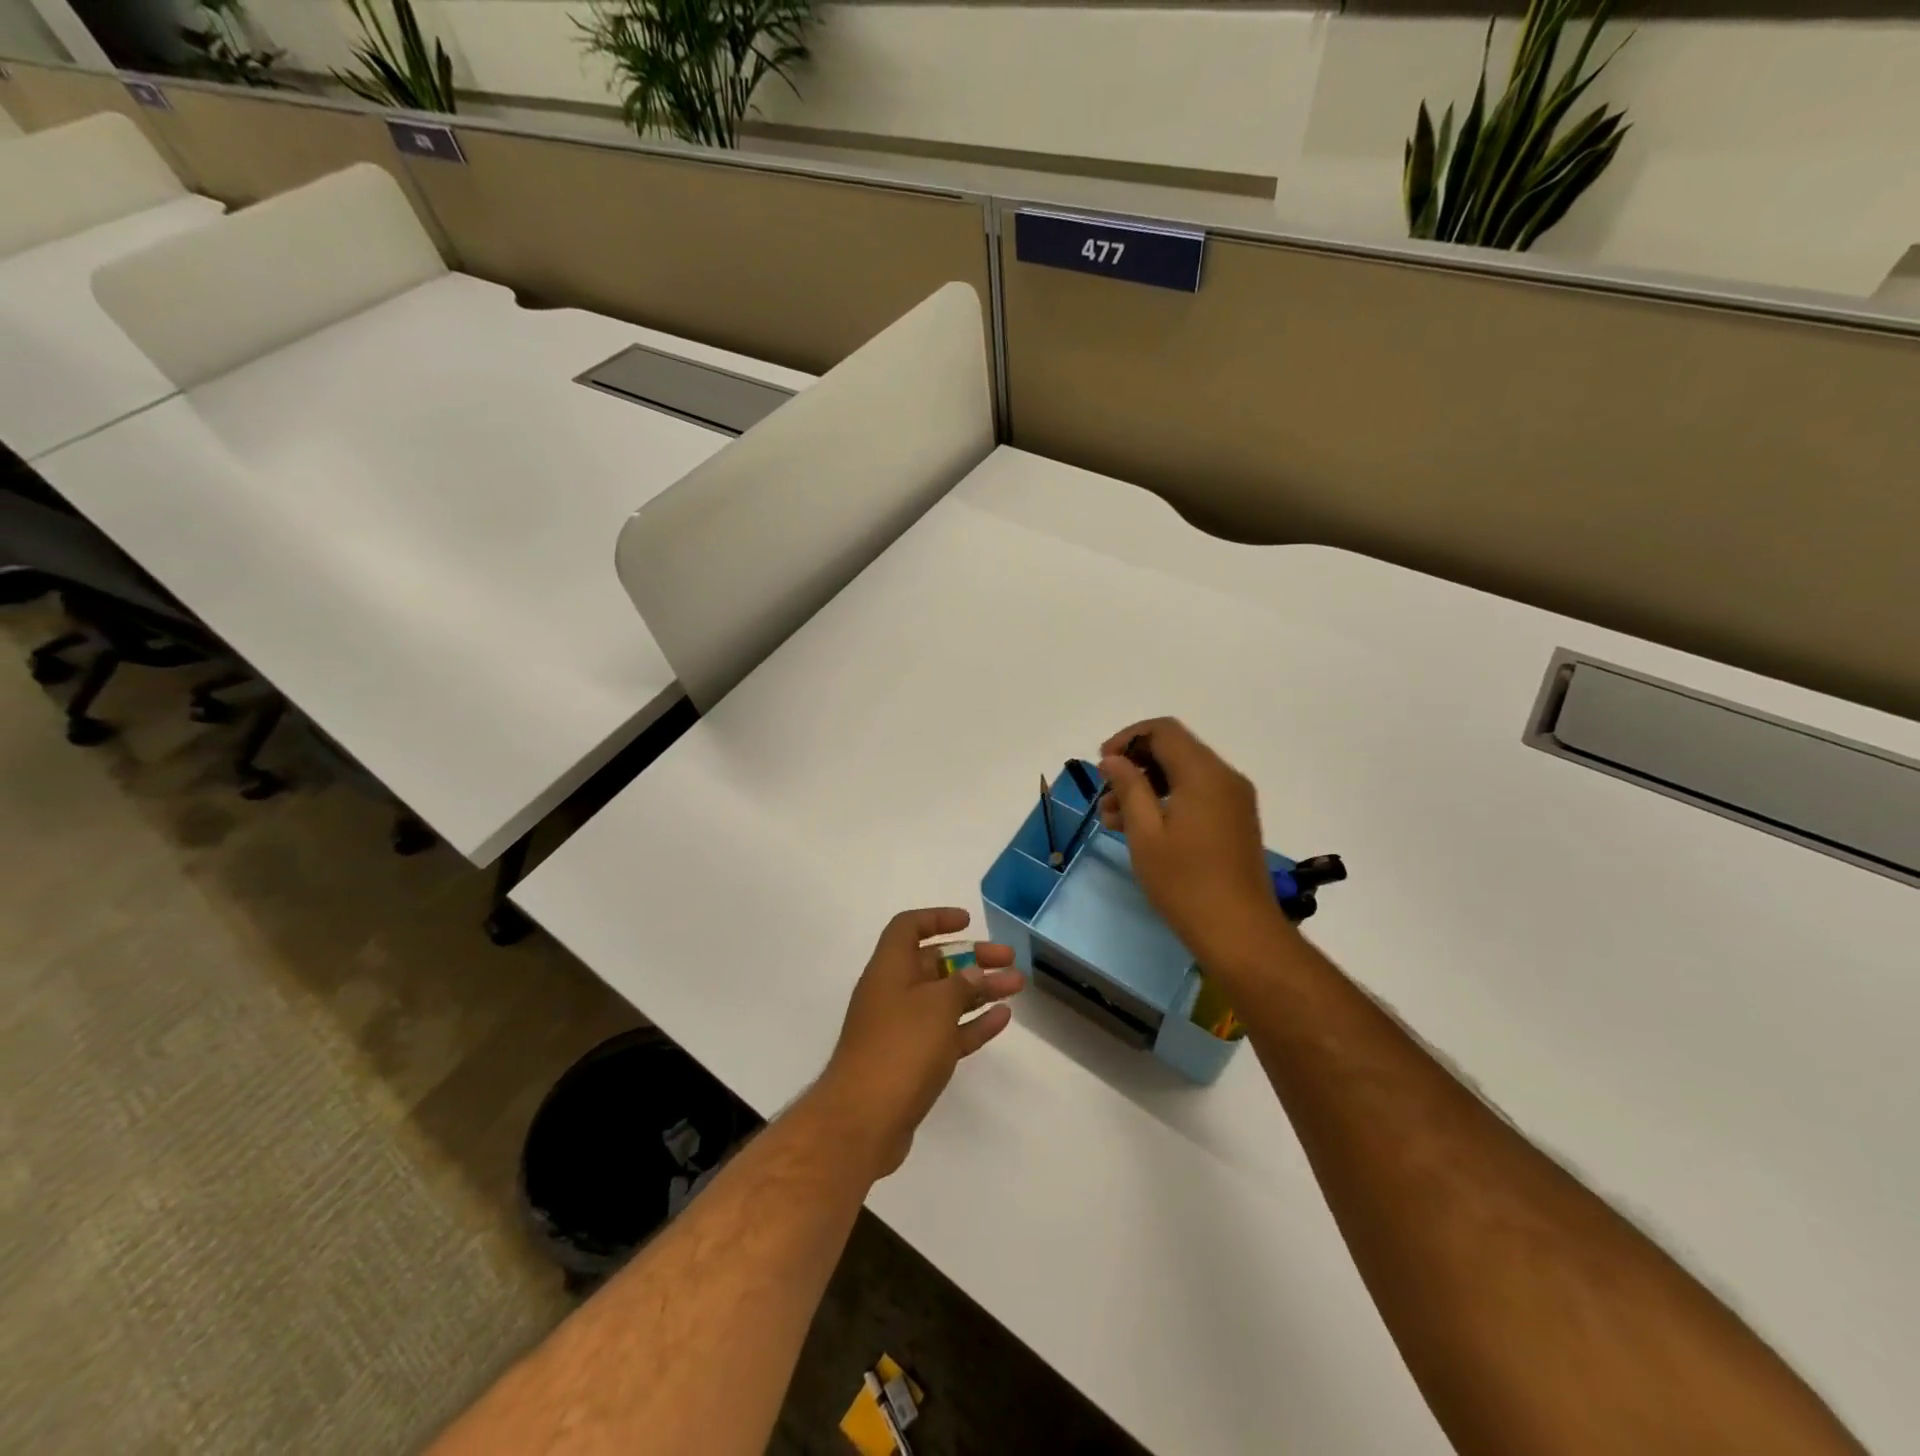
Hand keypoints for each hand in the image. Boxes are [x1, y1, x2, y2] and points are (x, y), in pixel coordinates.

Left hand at [816, 908, 1024, 1178]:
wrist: (863, 1120)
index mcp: (889, 969)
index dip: (936, 918)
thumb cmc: (900, 1047)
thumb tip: (973, 973)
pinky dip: (972, 1023)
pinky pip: (947, 1032)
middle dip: (972, 958)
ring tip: (1017, 986)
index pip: (908, 928)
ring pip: (946, 999)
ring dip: (980, 990)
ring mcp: (902, 1029)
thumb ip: (960, 984)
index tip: (967, 921)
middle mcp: (893, 992)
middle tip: (1009, 957)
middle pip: (934, 963)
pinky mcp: (912, 1062)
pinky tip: (1002, 1018)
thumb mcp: (937, 1006)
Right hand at [1097, 718, 1294, 981]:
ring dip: (1147, 786)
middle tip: (1105, 795)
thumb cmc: (1185, 882)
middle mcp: (1224, 777)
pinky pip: (1197, 794)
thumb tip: (1113, 759)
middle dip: (1135, 765)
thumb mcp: (1145, 833)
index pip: (1163, 731)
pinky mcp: (1235, 820)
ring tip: (1112, 818)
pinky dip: (1167, 800)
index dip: (1127, 739)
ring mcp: (1234, 800)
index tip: (1102, 765)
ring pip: (1183, 774)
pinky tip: (1140, 828)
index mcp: (1204, 773)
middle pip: (1174, 749)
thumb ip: (1129, 787)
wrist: (1239, 931)